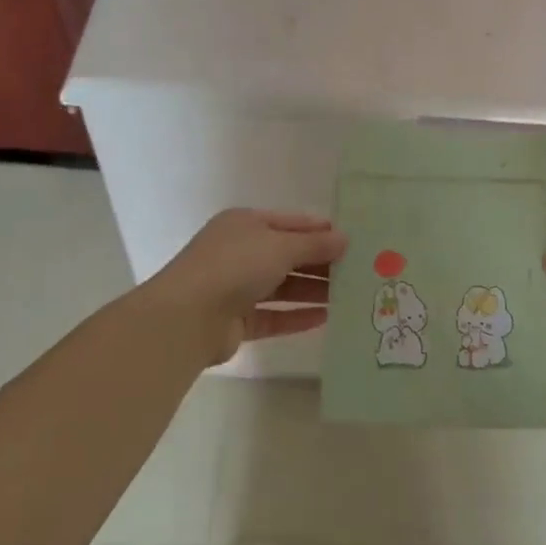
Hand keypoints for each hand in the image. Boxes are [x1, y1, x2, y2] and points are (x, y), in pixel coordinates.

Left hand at [145, 209, 347, 365]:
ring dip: (313, 291)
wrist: (187, 317)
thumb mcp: (280, 246)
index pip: (291, 223)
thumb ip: (314, 244)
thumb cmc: (235, 266)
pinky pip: (274, 316)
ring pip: (283, 287)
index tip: (352, 240)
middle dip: (321, 262)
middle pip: (288, 255)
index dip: (320, 230)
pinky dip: (297, 317)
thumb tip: (345, 239)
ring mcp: (236, 287)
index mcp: (245, 224)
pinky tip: (326, 318)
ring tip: (349, 296)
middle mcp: (240, 252)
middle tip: (358, 270)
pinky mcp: (237, 321)